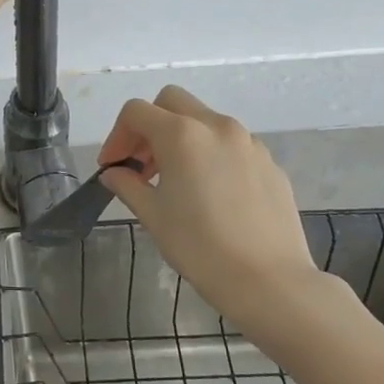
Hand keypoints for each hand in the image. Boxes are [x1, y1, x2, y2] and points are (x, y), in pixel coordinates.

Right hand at [98, 86, 323, 339]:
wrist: (270, 281)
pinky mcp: (269, 162)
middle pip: (172, 102)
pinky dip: (210, 153)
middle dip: (150, 125)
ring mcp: (248, 142)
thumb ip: (128, 185)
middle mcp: (216, 126)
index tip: (113, 166)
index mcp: (182, 134)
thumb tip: (114, 173)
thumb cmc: (201, 247)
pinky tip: (210, 193)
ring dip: (181, 137)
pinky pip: (231, 144)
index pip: (136, 112)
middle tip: (142, 163)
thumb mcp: (153, 216)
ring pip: (204, 120)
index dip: (117, 135)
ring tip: (175, 180)